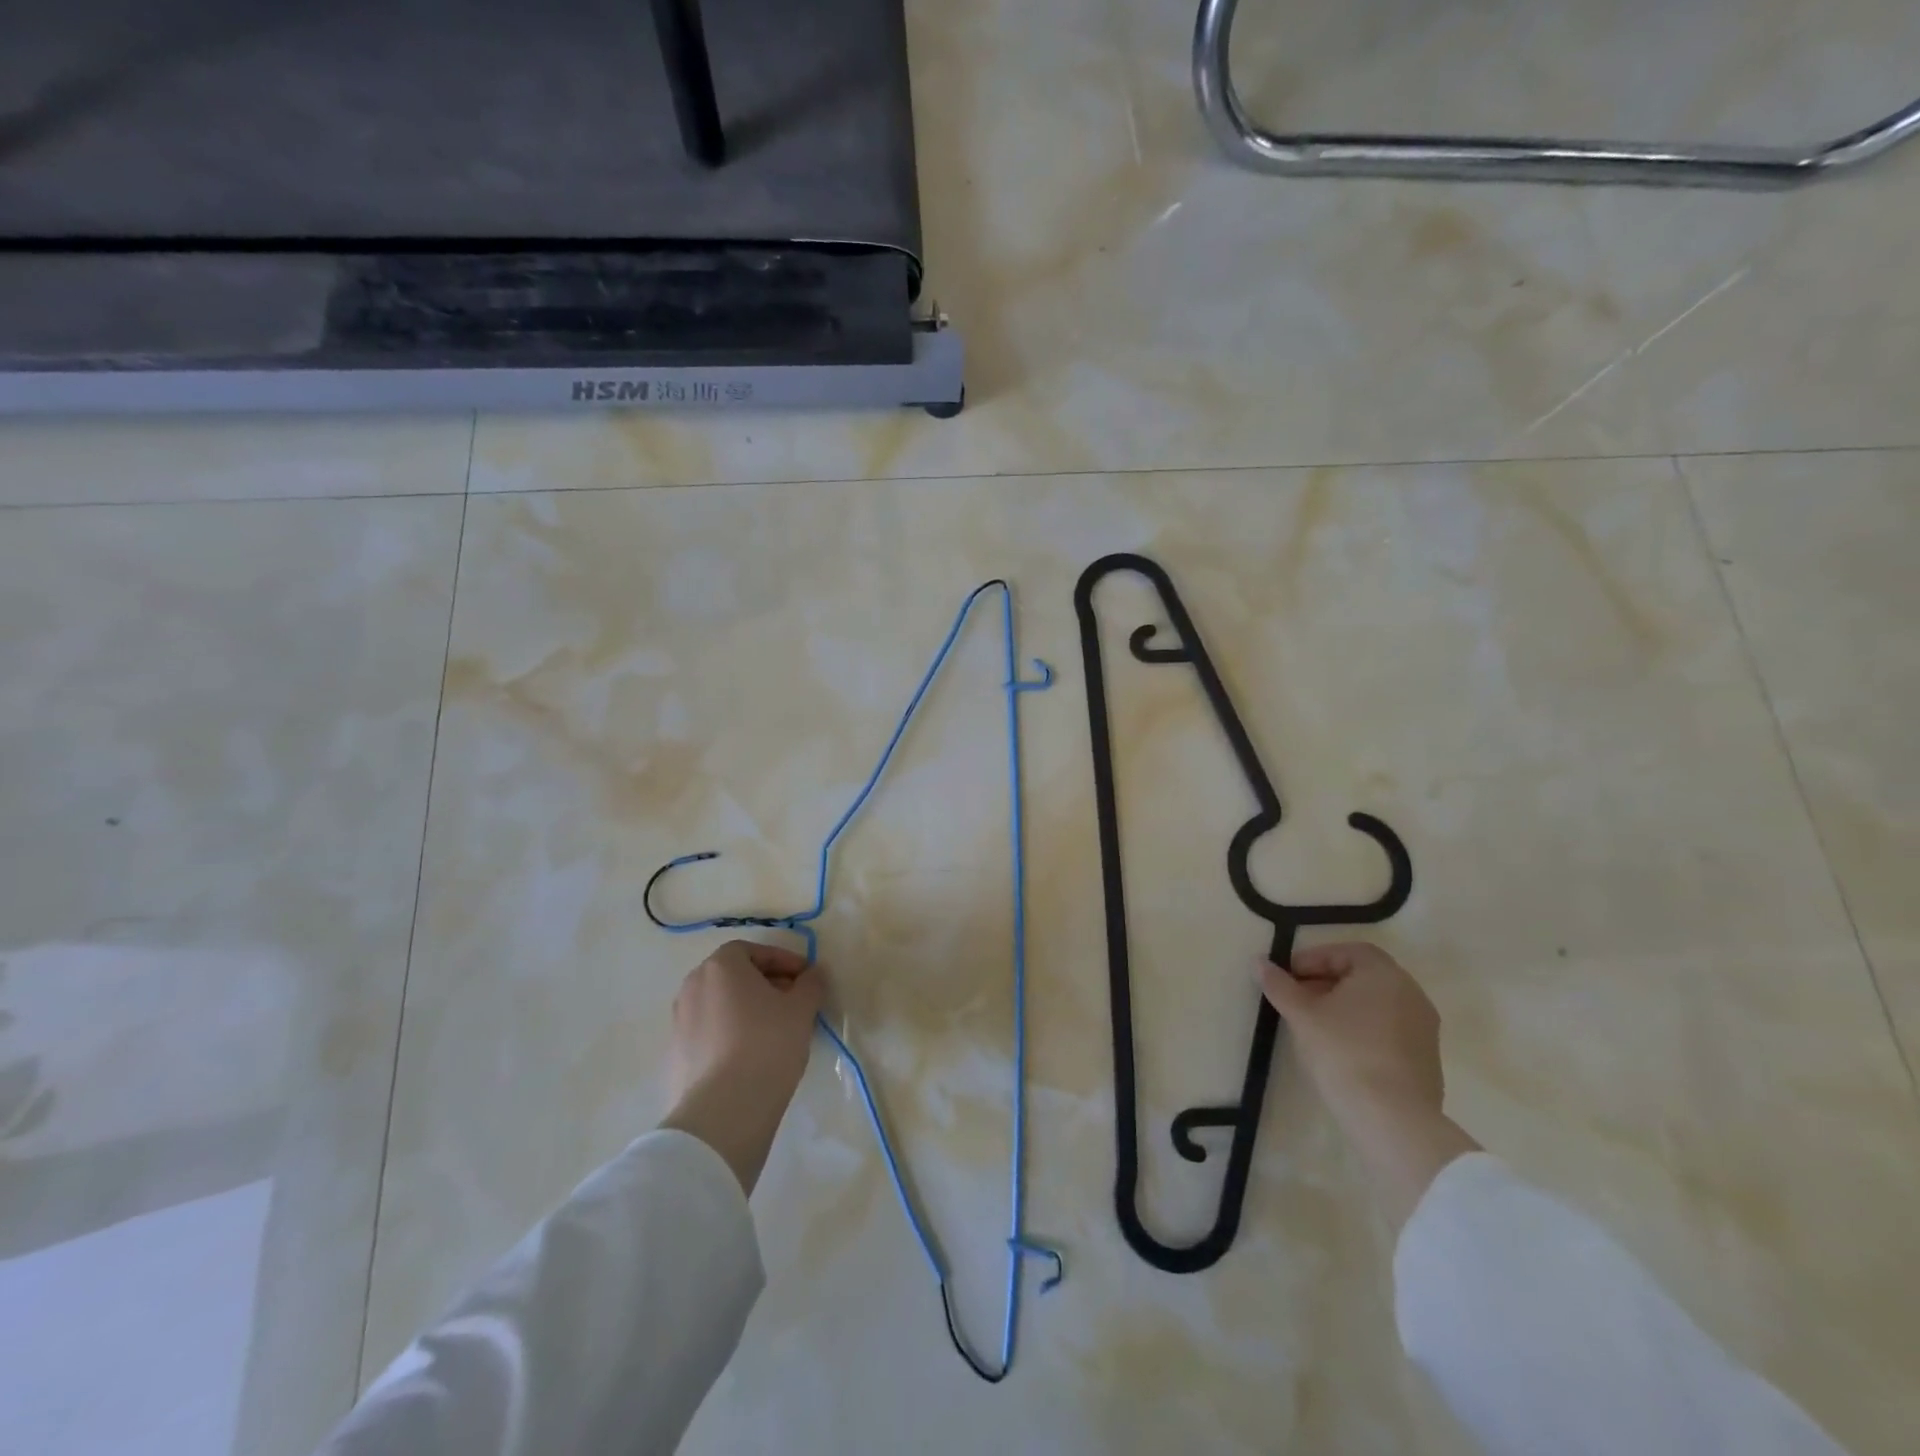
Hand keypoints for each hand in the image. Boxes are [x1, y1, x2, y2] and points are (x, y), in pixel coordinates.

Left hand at [660, 940, 825, 1195]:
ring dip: (747, 1009)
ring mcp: (679, 1023)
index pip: (753, 951)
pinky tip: (752, 1056)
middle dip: (766, 984)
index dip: (782, 960)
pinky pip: (710, 1033)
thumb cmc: (767, 1044)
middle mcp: (693, 987)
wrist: (723, 1111)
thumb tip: (812, 974)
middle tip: (793, 1002)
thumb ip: (811, 984)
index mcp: (720, 967)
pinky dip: (731, 1034)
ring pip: (721, 1005)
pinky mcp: (675, 1056)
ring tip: (775, 1031)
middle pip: (734, 976)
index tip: (805, 978)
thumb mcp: (802, 1009)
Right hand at [1259, 941, 1478, 1229]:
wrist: (1393, 1119)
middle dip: (1325, 983)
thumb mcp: (1302, 1014)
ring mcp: (1423, 1028)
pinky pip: (1388, 1030)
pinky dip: (1362, 1029)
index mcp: (1383, 974)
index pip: (1346, 952)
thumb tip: (1259, 962)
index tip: (1288, 976)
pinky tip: (1340, 1050)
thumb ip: (1279, 985)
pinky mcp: (1426, 1059)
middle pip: (1362, 976)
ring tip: (1313, 1026)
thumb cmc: (1343, 1052)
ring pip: (1375, 1004)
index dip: (1313, 959)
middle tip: (1296, 999)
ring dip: (1343, 1007)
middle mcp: (1410, 993)